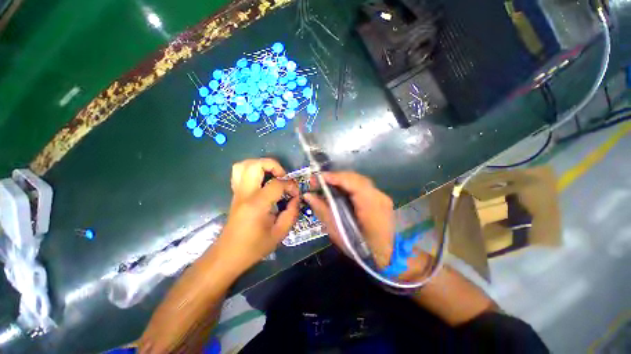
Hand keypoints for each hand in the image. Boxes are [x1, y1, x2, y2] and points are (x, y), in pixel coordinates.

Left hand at [216, 159, 299, 272]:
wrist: (228, 255)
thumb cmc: (254, 247)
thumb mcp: (279, 233)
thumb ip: (291, 213)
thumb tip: (296, 198)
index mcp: (257, 204)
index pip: (276, 184)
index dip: (290, 185)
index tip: (295, 193)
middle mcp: (245, 194)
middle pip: (255, 165)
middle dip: (273, 165)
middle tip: (282, 177)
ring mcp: (237, 192)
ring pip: (243, 165)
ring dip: (261, 165)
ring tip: (272, 175)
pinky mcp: (235, 194)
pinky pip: (239, 173)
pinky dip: (252, 170)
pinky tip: (262, 180)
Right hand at [304, 172, 394, 267]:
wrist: (388, 256)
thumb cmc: (361, 249)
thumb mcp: (338, 233)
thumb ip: (323, 211)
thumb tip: (308, 195)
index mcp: (371, 206)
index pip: (353, 183)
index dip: (335, 177)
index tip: (318, 177)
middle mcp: (379, 196)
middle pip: (355, 178)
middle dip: (336, 177)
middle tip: (319, 181)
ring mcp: (381, 196)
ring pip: (358, 180)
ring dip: (341, 180)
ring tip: (326, 184)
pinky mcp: (380, 198)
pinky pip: (361, 186)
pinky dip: (348, 185)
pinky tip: (339, 190)